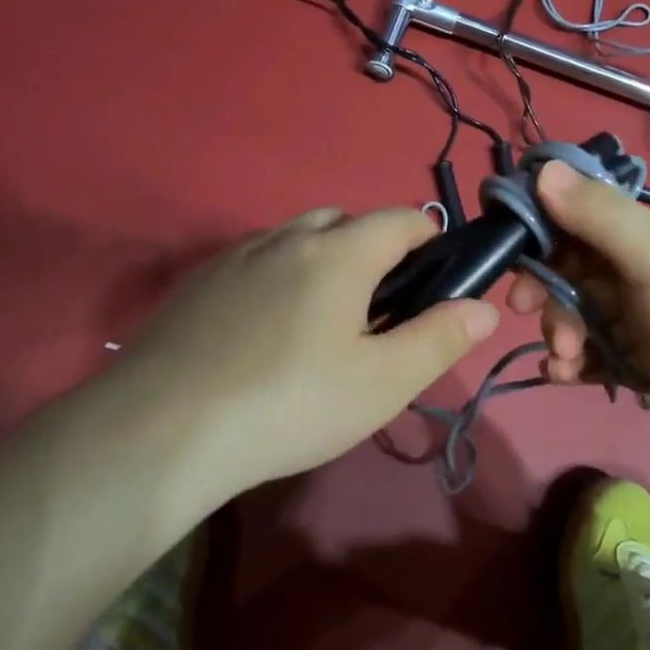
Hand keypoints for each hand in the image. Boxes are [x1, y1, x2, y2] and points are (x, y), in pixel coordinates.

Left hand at [109, 207, 499, 504]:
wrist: (163, 430)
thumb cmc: (291, 404)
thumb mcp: (382, 383)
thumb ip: (441, 339)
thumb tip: (486, 307)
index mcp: (339, 253)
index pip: (400, 219)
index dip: (429, 239)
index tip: (436, 277)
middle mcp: (287, 237)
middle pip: (346, 221)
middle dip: (374, 249)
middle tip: (378, 310)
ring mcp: (236, 256)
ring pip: (296, 238)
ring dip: (322, 260)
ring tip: (322, 320)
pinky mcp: (198, 282)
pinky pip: (255, 261)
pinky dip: (278, 276)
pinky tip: (265, 331)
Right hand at [505, 161, 649, 460]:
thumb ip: (599, 214)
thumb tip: (543, 169)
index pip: (580, 219)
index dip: (541, 235)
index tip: (512, 263)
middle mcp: (644, 269)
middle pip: (573, 270)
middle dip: (548, 293)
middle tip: (528, 316)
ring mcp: (644, 317)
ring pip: (579, 314)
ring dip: (559, 333)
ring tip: (565, 360)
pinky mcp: (643, 359)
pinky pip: (594, 352)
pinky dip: (574, 363)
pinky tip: (563, 377)